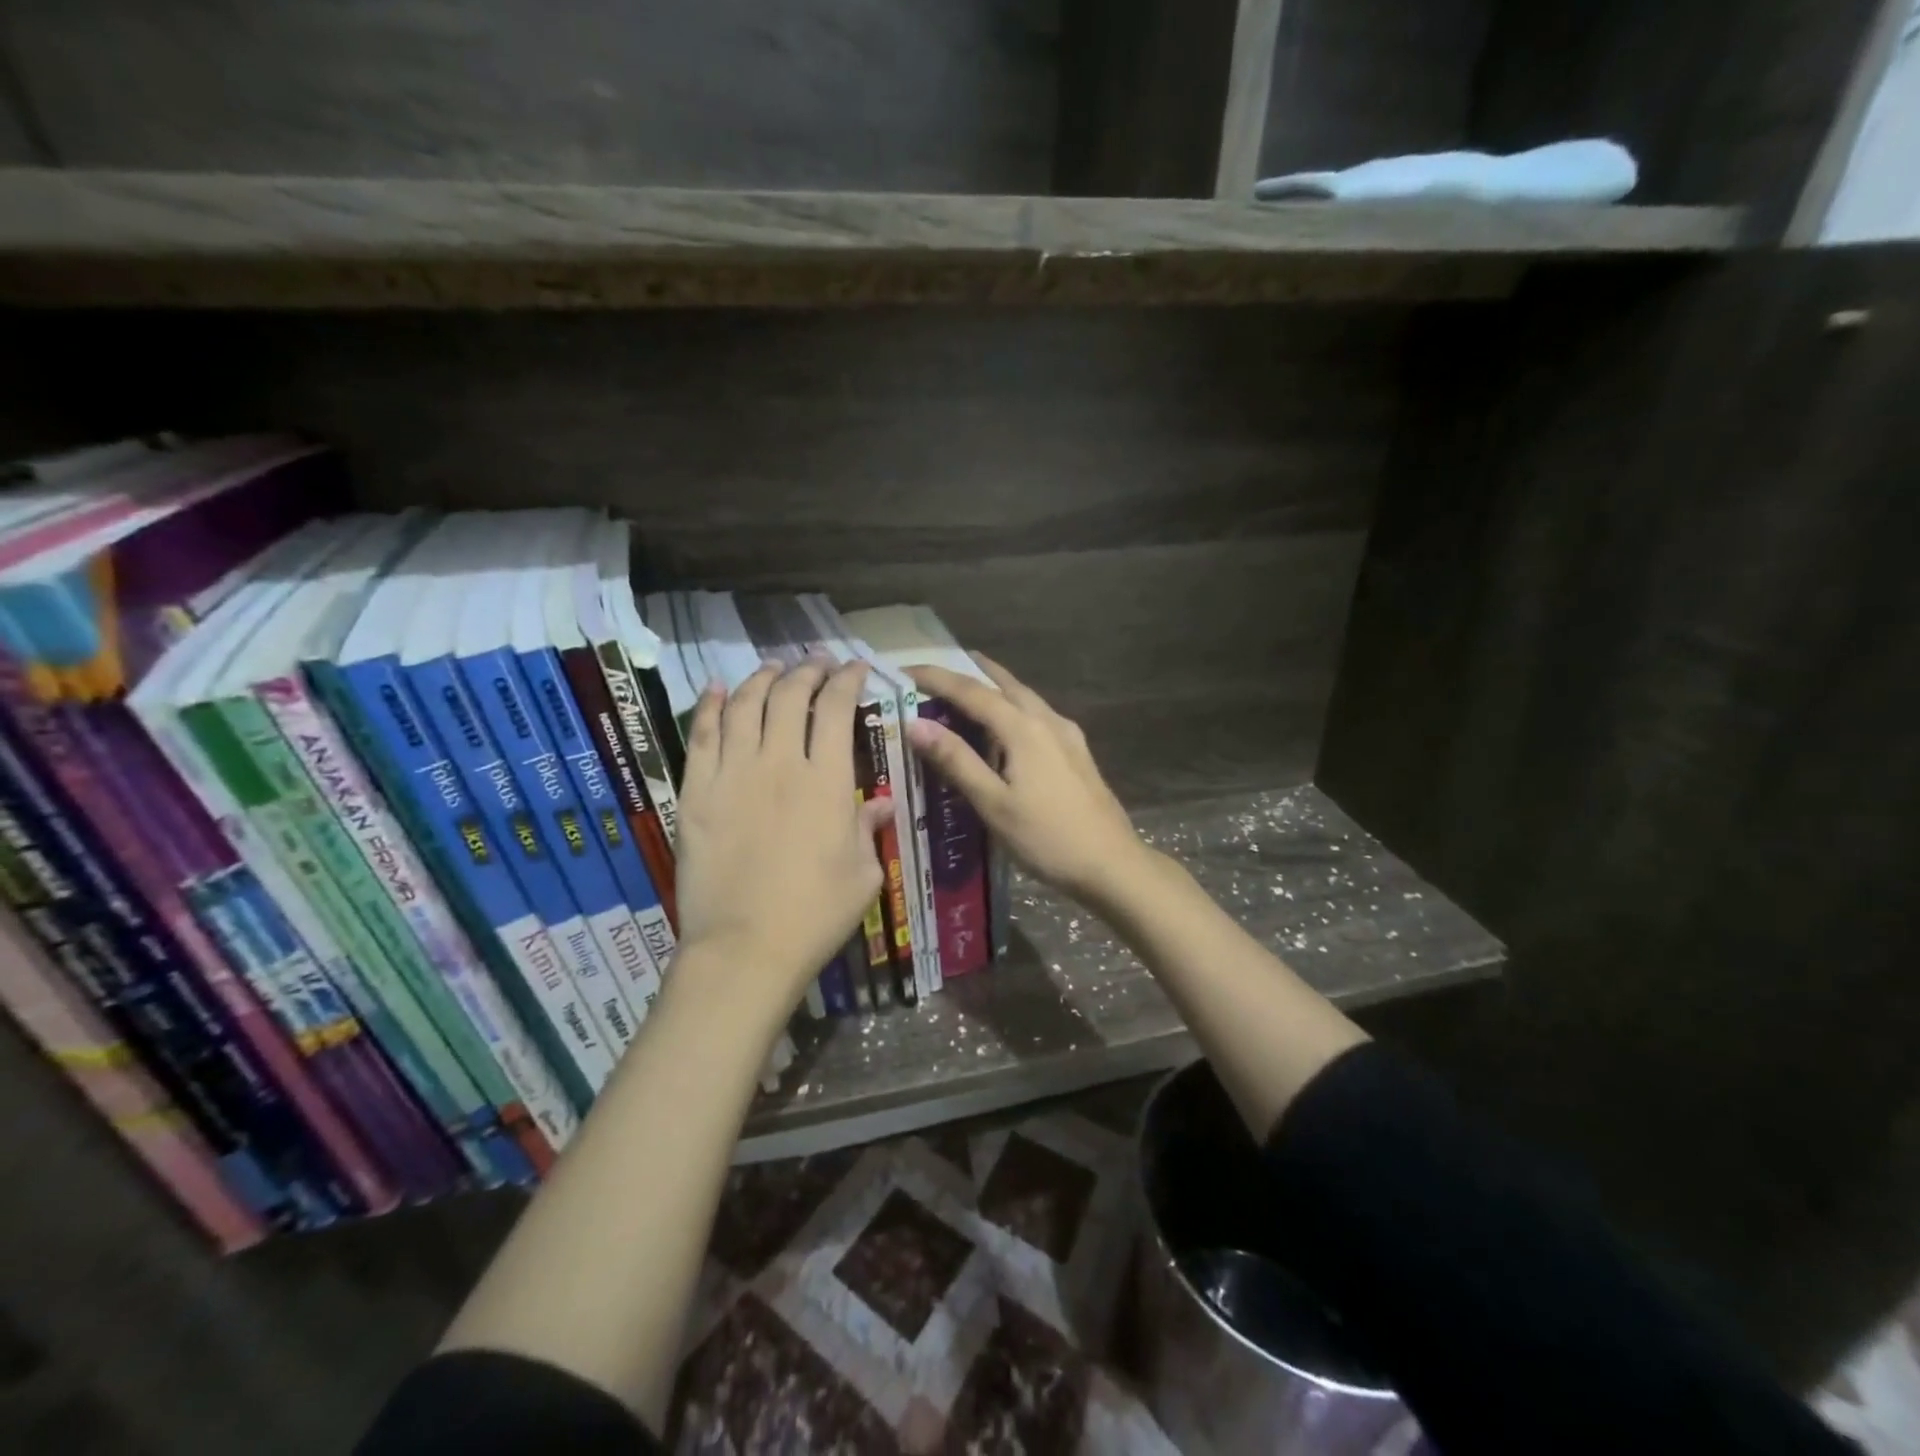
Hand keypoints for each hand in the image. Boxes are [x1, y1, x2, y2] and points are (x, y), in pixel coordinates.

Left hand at [672, 658, 893, 1015]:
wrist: (745, 949)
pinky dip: (712, 706)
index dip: (847, 681)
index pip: (837, 709)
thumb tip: (883, 802)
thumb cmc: (816, 915)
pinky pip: (702, 735)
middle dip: (807, 671)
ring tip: (774, 669)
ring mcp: (732, 774)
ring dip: (763, 679)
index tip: (855, 669)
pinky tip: (720, 690)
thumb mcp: (862, 874)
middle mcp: (780, 763)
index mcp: (827, 781)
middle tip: (816, 664)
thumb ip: (868, 828)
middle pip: (790, 696)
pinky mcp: (696, 792)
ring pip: (746, 705)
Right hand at [904, 656, 1150, 908]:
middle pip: (1005, 684)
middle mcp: (1047, 720)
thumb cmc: (1047, 838)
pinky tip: (1011, 727)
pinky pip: (1039, 715)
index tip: (906, 669)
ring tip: (971, 689)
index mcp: (1023, 728)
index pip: (971, 691)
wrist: (1111, 864)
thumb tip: (916, 724)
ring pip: (1026, 698)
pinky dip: (1014, 708)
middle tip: (941, 669)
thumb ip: (956, 761)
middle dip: (972, 671)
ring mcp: (1068, 736)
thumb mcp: (994, 803)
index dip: (937, 677)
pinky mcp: (1078, 753)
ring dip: (996, 687)